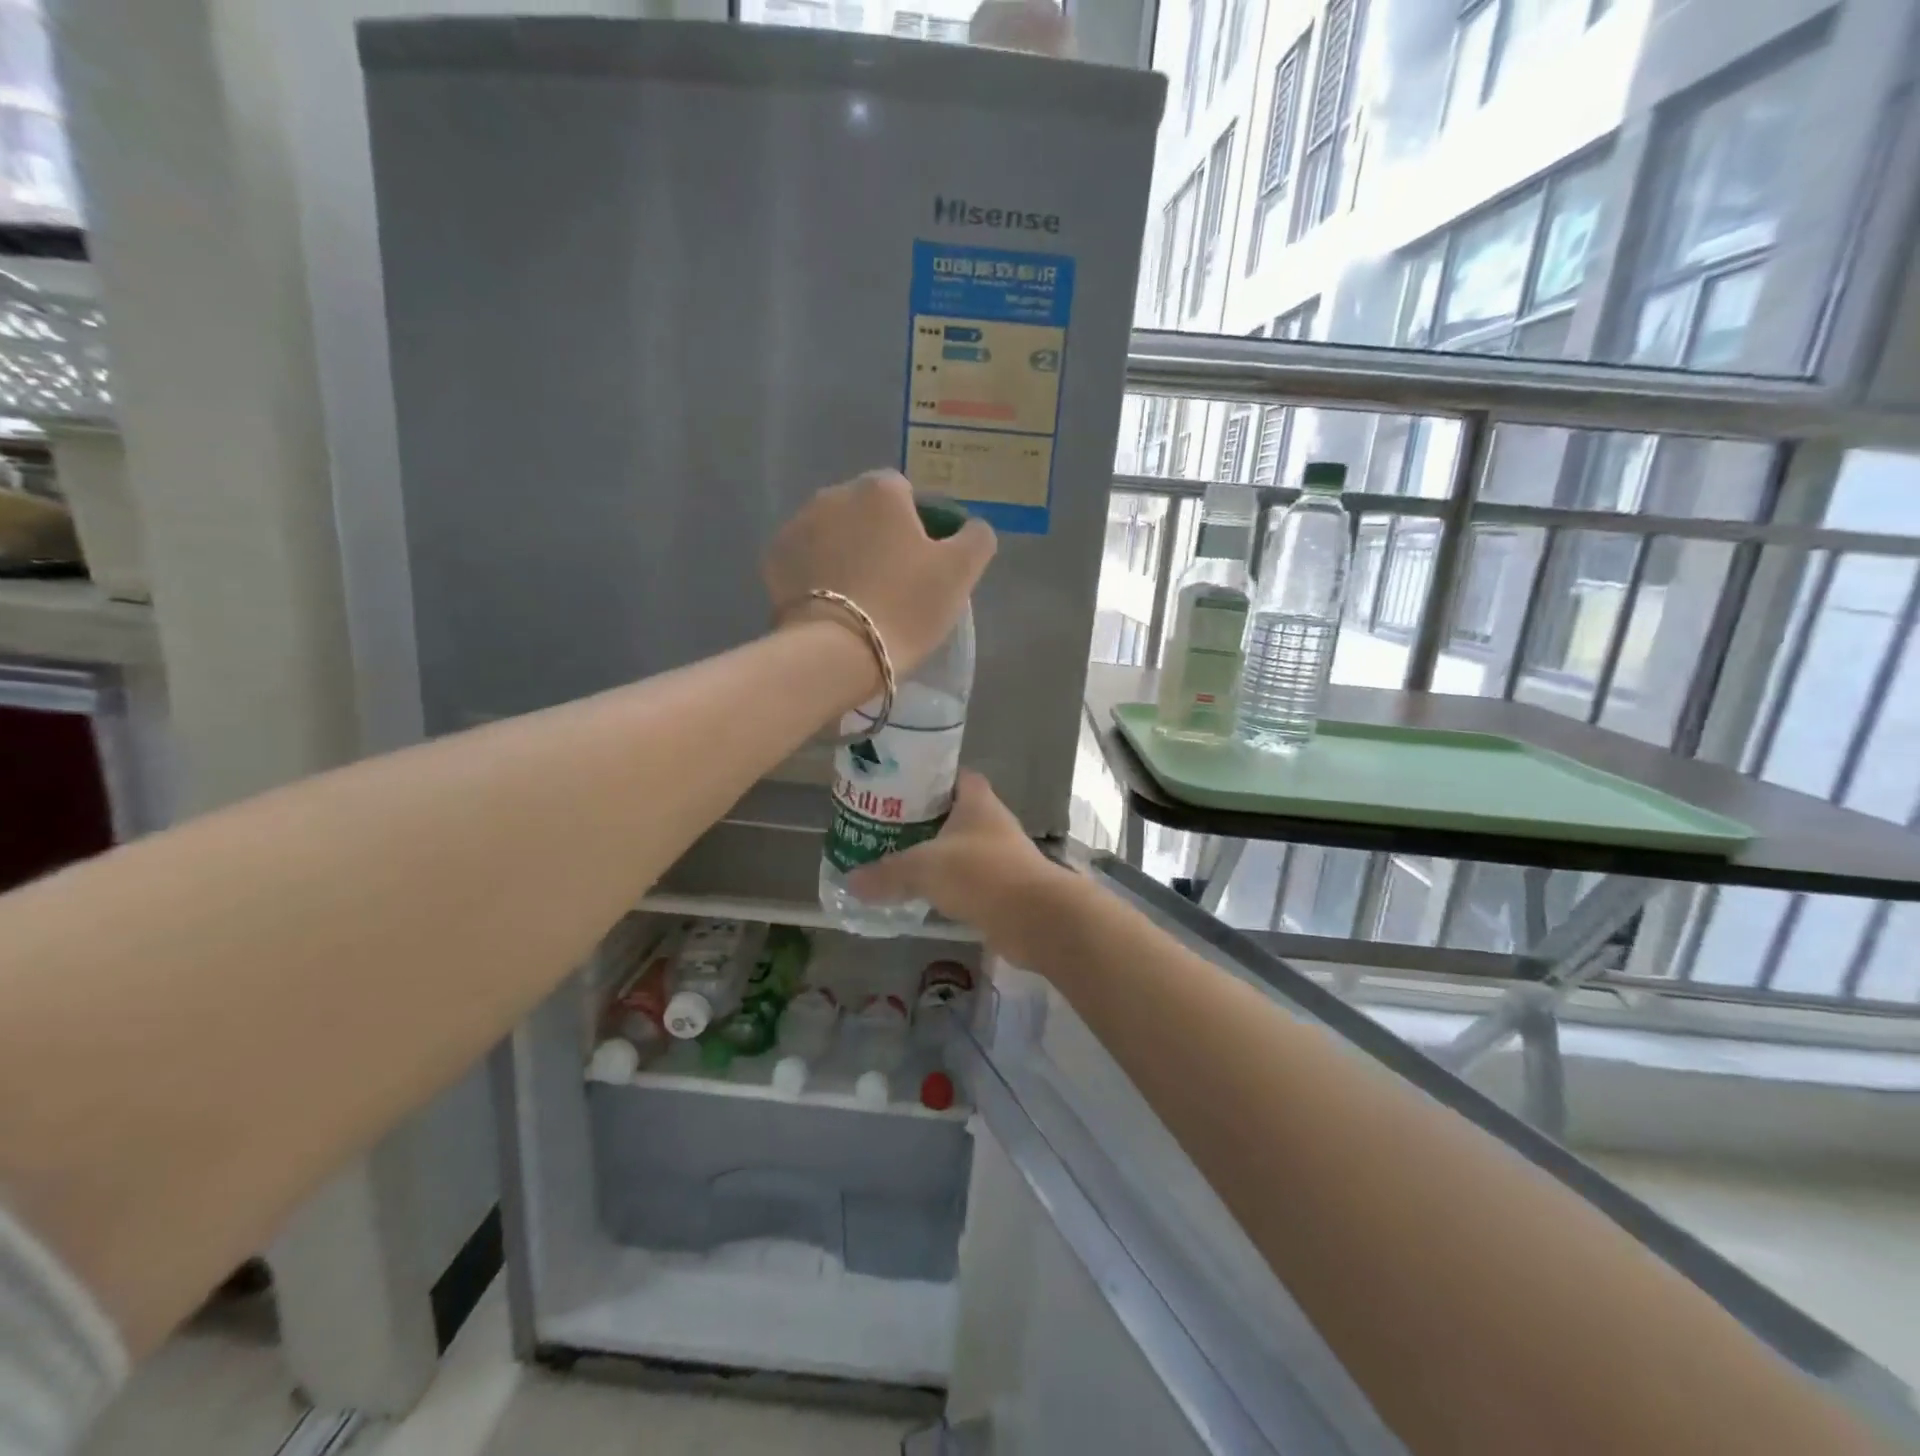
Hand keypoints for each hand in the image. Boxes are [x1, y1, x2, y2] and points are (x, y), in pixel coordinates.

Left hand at [764, 470, 996, 676]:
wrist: (836, 652)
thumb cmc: (905, 606)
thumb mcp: (960, 573)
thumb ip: (976, 538)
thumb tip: (970, 527)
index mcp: (881, 490)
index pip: (906, 494)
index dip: (919, 526)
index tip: (925, 564)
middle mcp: (834, 494)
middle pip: (866, 512)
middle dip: (879, 537)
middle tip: (894, 584)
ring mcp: (798, 525)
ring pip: (833, 533)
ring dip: (846, 553)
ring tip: (860, 597)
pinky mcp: (774, 559)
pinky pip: (806, 558)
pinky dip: (818, 573)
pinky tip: (831, 605)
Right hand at [848, 770, 1073, 958]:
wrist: (1035, 918)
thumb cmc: (981, 874)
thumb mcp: (924, 868)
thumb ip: (887, 873)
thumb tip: (850, 882)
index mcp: (977, 801)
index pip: (954, 775)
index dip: (928, 778)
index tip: (897, 788)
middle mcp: (992, 823)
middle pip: (953, 813)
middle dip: (923, 820)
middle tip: (885, 828)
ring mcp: (1001, 856)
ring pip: (961, 849)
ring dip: (936, 856)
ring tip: (896, 862)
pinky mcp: (1003, 888)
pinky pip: (968, 881)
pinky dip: (948, 886)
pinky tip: (922, 895)